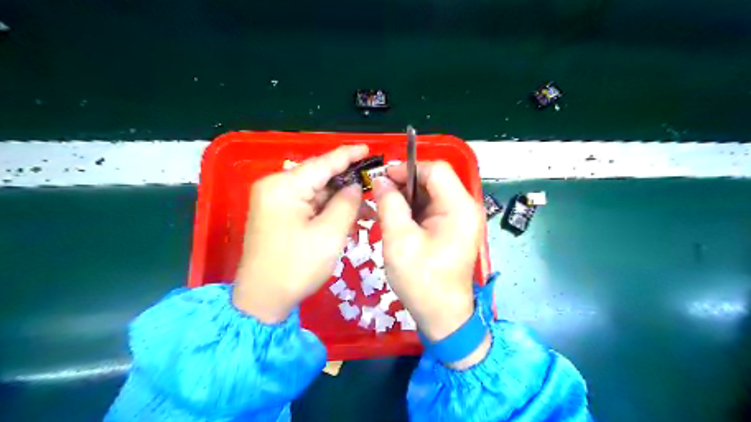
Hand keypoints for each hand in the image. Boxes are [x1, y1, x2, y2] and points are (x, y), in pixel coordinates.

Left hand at [233, 145, 367, 321]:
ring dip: (339, 198)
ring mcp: (273, 201)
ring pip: (315, 192)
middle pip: (318, 176)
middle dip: (347, 181)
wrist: (262, 300)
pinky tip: (346, 215)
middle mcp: (275, 187)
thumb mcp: (329, 234)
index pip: (322, 163)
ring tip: (366, 206)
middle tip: (374, 184)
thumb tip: (355, 187)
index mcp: (284, 187)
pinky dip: (327, 209)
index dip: (348, 155)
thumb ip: (347, 204)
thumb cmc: (296, 267)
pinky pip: (308, 204)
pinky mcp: (277, 214)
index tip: (369, 149)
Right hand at [373, 162, 486, 366]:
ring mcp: (462, 219)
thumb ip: (389, 204)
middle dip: (405, 183)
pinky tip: (396, 219)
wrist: (442, 316)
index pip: (436, 170)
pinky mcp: (454, 229)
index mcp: (459, 207)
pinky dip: (414, 210)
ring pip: (432, 194)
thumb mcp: (399, 239)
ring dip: (407, 197)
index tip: (382, 179)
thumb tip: (381, 180)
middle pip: (435, 180)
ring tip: (384, 207)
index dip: (407, 168)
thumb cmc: (421, 280)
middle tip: (379, 194)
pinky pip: (433, 209)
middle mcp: (466, 208)